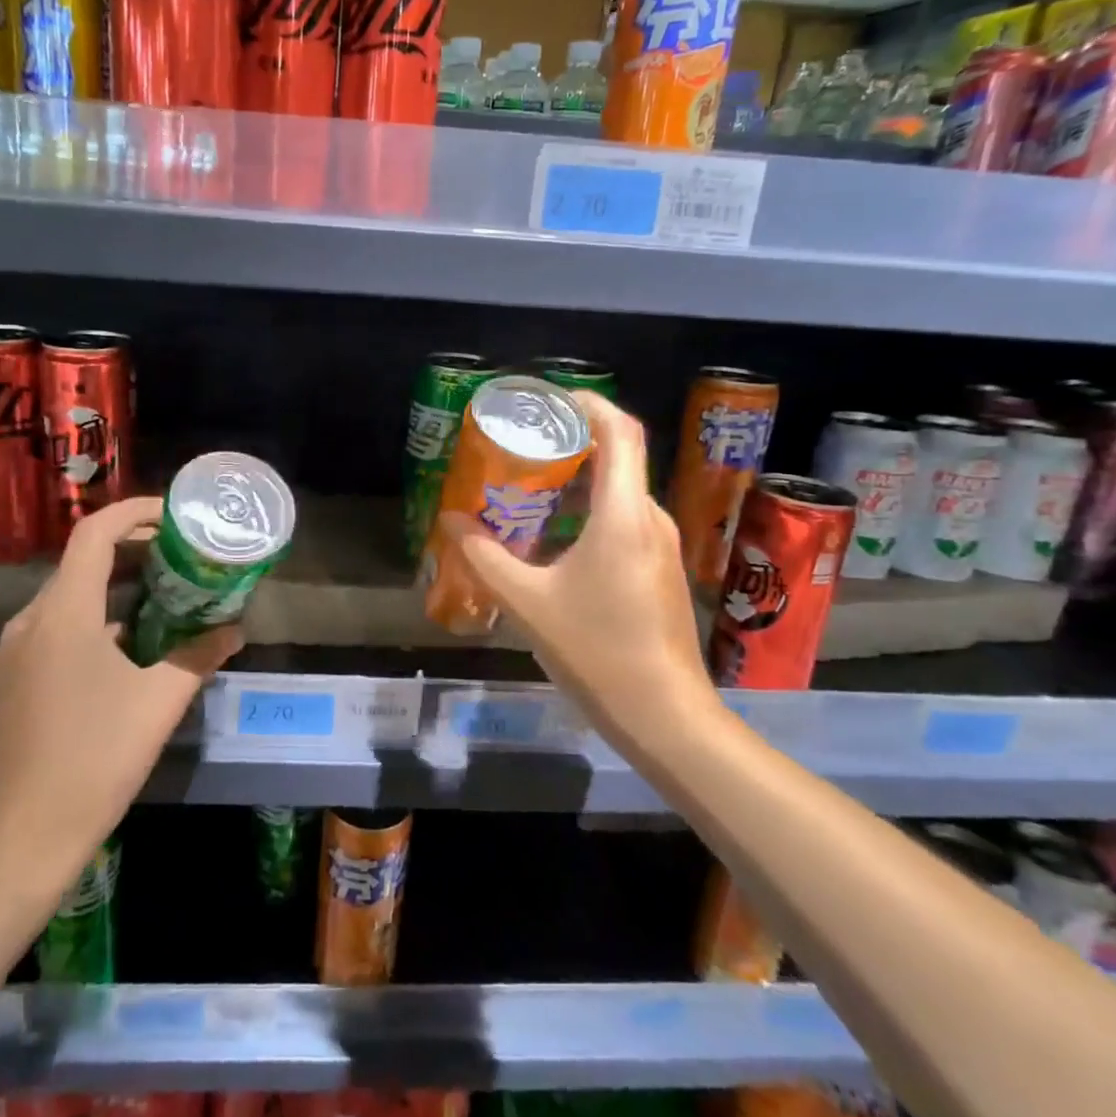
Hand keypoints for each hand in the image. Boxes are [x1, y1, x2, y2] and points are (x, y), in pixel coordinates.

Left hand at [0, 497, 240, 886]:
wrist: (24, 836)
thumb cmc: (99, 757)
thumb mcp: (160, 702)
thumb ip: (199, 656)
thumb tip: (234, 629)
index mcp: (63, 614)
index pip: (93, 534)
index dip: (132, 514)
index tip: (169, 516)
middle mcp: (24, 623)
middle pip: (77, 567)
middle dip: (125, 556)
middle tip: (170, 563)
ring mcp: (2, 656)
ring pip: (59, 606)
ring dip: (102, 598)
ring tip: (145, 615)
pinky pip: (40, 639)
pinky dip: (76, 632)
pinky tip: (104, 666)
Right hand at [437, 392, 721, 760]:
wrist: (666, 717)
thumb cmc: (598, 651)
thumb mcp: (528, 603)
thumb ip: (485, 557)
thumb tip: (450, 521)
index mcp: (623, 515)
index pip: (620, 432)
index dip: (589, 403)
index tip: (550, 399)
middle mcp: (650, 519)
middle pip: (618, 459)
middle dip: (571, 444)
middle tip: (523, 446)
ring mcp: (661, 547)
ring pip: (619, 494)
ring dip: (578, 483)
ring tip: (529, 489)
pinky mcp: (660, 572)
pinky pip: (624, 523)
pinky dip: (589, 514)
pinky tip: (555, 540)